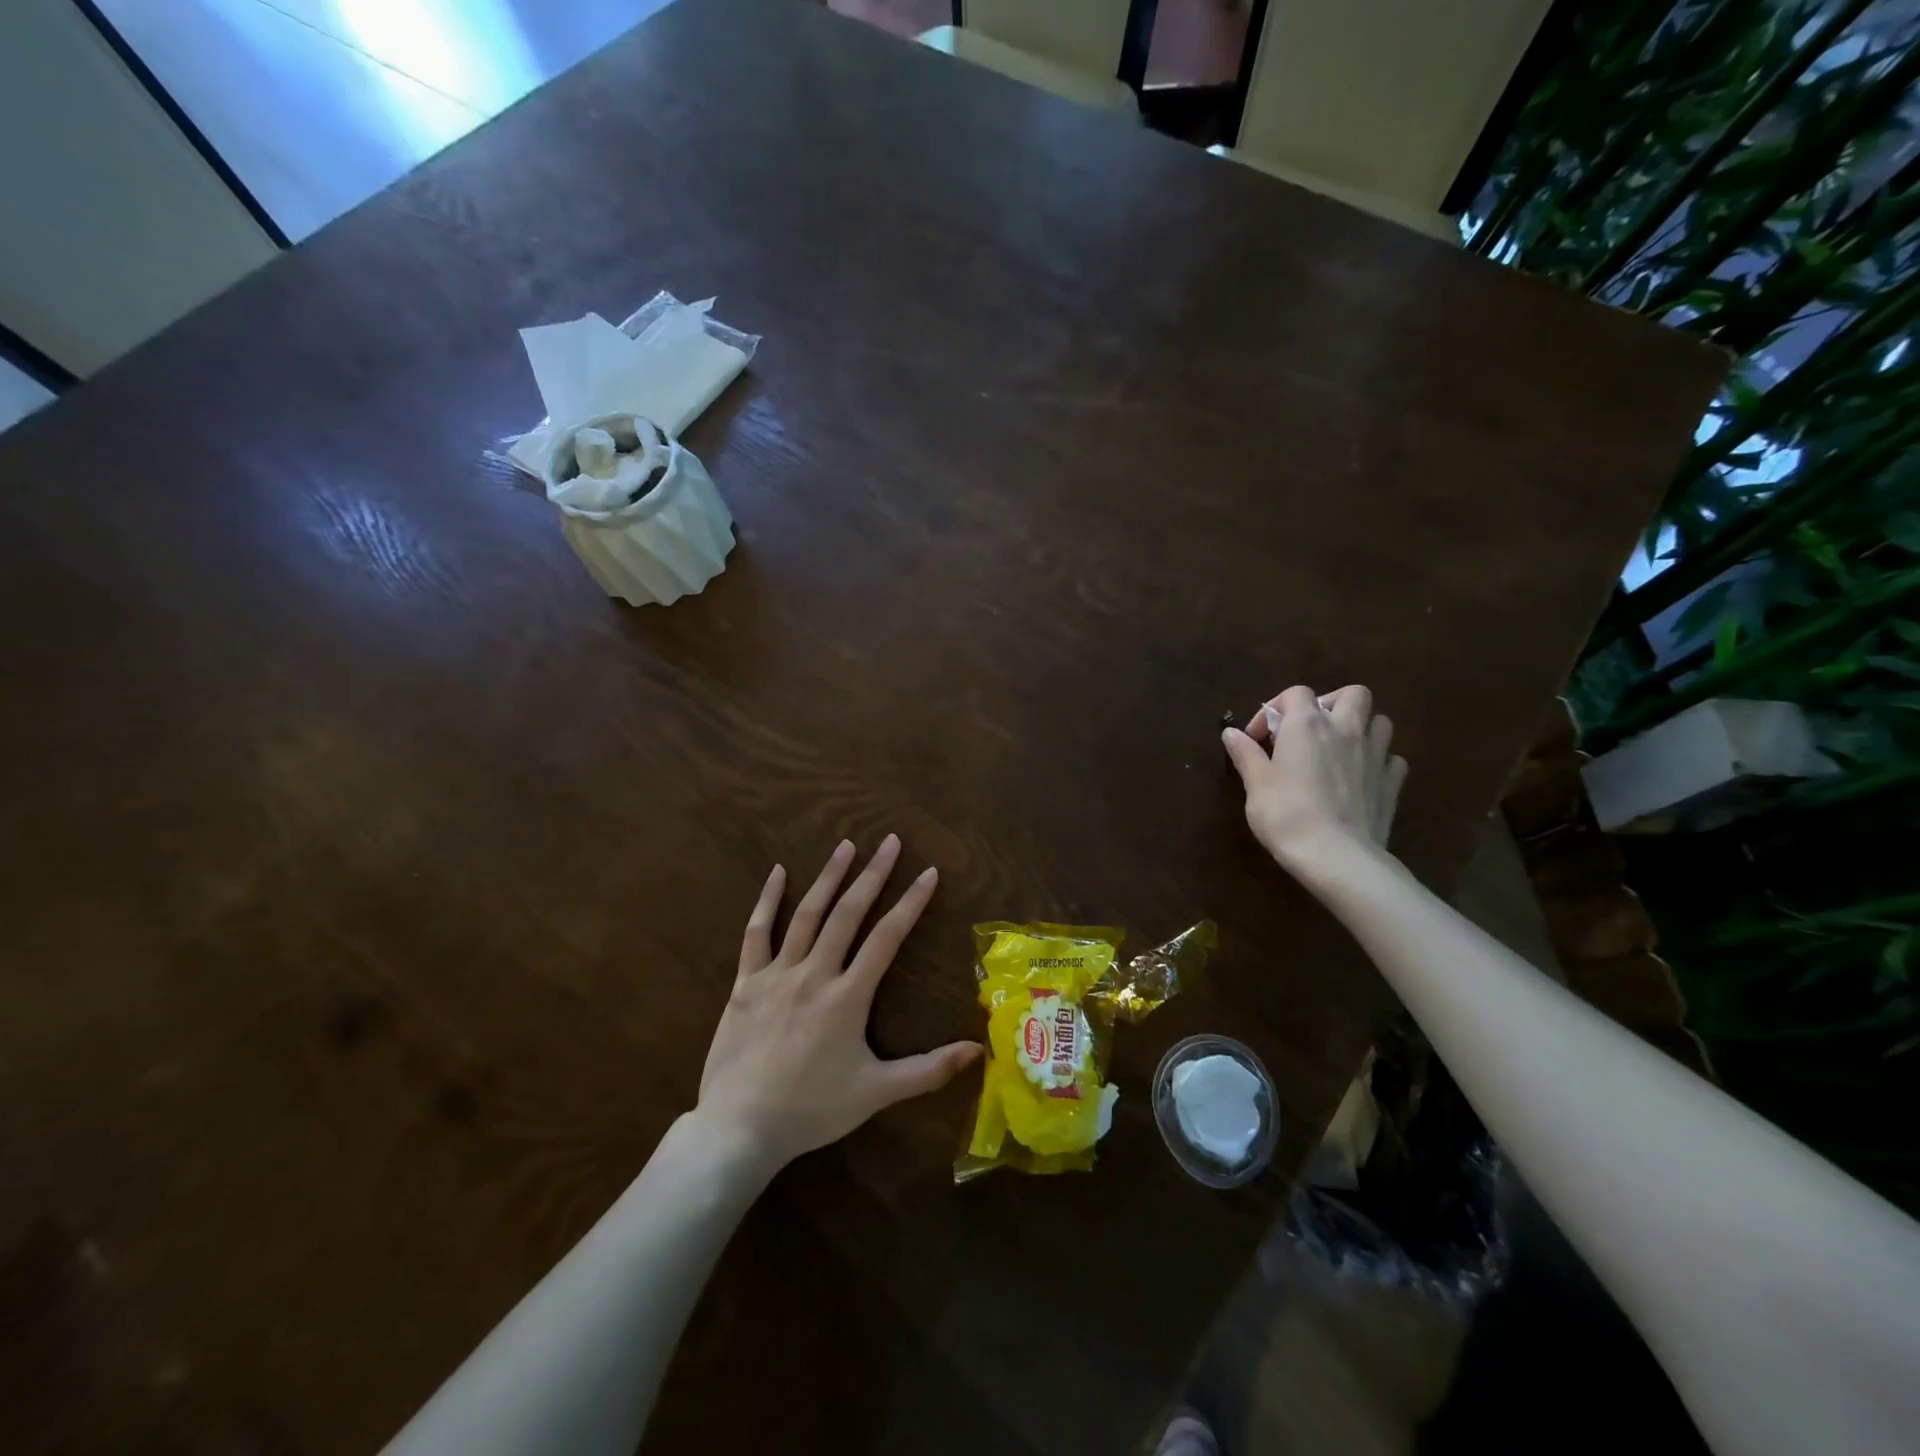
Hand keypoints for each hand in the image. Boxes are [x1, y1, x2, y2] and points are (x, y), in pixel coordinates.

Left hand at [697, 835, 981, 1171]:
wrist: (740, 1129)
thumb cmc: (812, 1110)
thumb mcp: (876, 1093)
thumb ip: (928, 1071)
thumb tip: (978, 1050)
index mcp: (848, 996)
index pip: (887, 937)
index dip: (911, 902)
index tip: (928, 872)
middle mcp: (815, 973)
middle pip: (848, 913)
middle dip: (872, 874)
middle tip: (889, 841)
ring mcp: (776, 974)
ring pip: (807, 914)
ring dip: (828, 877)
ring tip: (846, 846)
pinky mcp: (746, 983)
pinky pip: (756, 933)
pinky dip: (767, 900)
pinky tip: (777, 872)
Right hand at [1220, 684, 1407, 876]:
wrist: (1337, 856)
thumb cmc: (1286, 814)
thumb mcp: (1255, 784)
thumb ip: (1246, 754)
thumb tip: (1231, 733)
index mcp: (1307, 725)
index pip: (1296, 693)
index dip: (1274, 709)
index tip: (1258, 739)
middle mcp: (1346, 729)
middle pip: (1352, 694)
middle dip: (1331, 704)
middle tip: (1310, 731)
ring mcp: (1376, 755)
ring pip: (1379, 721)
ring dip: (1360, 728)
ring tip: (1339, 750)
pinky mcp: (1392, 782)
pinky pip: (1391, 758)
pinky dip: (1377, 761)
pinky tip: (1361, 777)